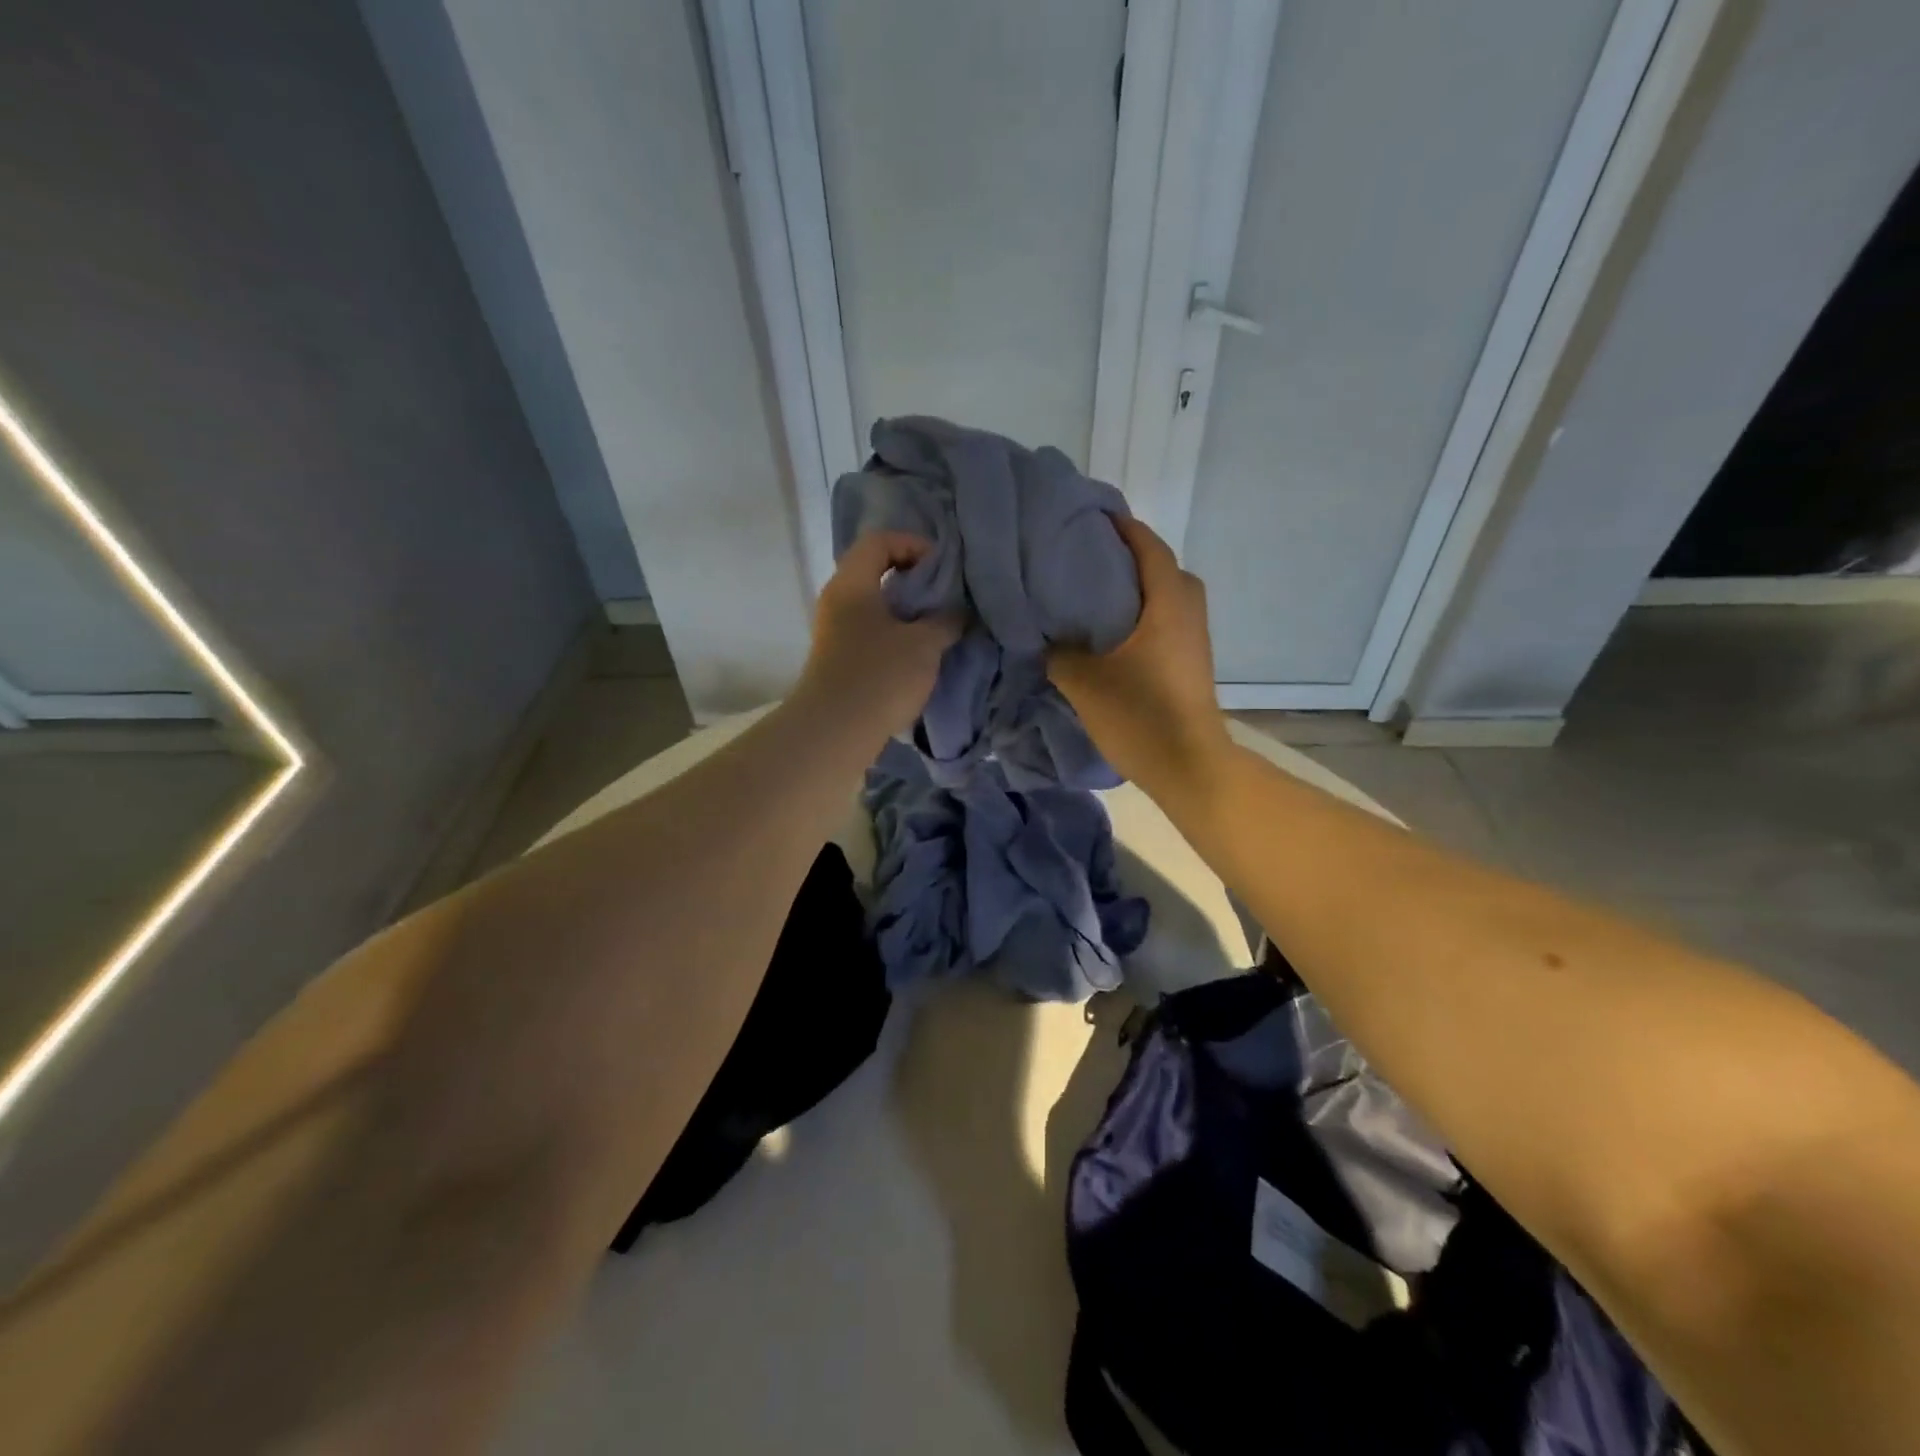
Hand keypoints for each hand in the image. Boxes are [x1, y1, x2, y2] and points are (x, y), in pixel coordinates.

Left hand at [798, 531, 959, 736]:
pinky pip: (870, 630)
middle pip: (875, 570)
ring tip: (937, 626)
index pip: (879, 541)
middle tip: (945, 597)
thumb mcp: (924, 645)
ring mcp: (834, 631)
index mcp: (852, 583)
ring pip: (874, 604)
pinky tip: (918, 653)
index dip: (914, 545)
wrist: (834, 733)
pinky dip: (895, 632)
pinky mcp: (839, 658)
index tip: (943, 569)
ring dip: (906, 610)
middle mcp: (837, 600)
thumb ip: (946, 620)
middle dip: (914, 579)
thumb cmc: (879, 677)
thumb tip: (958, 611)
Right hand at [1048, 516, 1230, 796]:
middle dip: (1132, 557)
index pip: (1149, 549)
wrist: (1187, 766)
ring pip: (1168, 597)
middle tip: (1092, 558)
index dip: (1124, 528)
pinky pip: (1168, 621)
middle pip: (1164, 569)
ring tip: (1097, 594)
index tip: (1095, 517)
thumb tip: (1041, 634)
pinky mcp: (1191, 663)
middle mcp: (1188, 613)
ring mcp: (1194, 640)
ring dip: (1139, 588)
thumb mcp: (1085, 682)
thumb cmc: (1140, 715)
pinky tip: (1113, 633)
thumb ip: (1058, 652)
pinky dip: (1145, 614)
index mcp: (1167, 605)